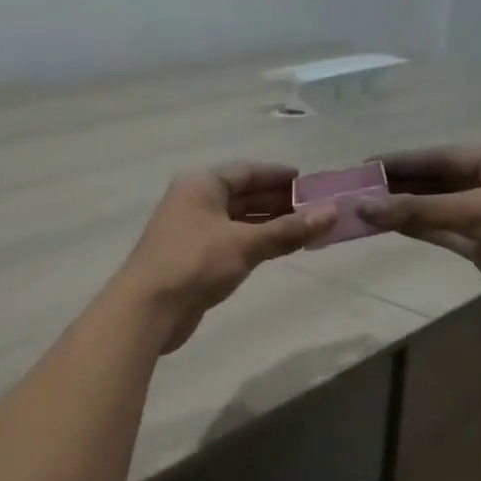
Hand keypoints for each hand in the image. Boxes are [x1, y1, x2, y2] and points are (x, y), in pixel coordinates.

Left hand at [118, 163, 335, 352]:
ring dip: (269, 224)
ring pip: (237, 221)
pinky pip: (231, 242)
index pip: (246, 171)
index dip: (277, 175)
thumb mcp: (245, 243)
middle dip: (278, 201)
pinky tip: (277, 249)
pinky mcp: (193, 259)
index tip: (308, 181)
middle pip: (242, 195)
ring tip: (305, 229)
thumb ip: (288, 230)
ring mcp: (192, 232)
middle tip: (315, 208)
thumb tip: (331, 213)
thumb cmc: (195, 263)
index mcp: (201, 185)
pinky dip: (255, 243)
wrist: (149, 308)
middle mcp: (194, 202)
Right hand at [358, 146, 480, 312]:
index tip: (363, 165)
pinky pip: (445, 233)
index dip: (401, 161)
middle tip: (355, 190)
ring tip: (364, 209)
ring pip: (437, 209)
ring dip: (405, 210)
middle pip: (435, 181)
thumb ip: (422, 209)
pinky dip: (421, 229)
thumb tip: (365, 206)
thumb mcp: (479, 211)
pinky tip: (392, 227)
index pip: (438, 157)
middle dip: (399, 186)